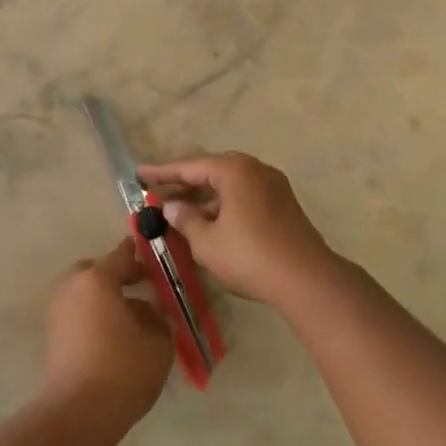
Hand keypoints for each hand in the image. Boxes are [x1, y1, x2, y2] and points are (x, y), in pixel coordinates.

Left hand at [41, 241, 175, 425]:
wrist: (78, 412)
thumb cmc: (123, 369)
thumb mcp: (158, 341)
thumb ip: (156, 317)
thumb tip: (147, 311)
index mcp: (97, 279)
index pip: (122, 254)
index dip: (141, 255)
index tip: (156, 258)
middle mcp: (72, 286)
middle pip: (97, 270)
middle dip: (118, 275)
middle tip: (141, 287)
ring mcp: (58, 309)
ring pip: (85, 291)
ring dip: (104, 296)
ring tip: (130, 316)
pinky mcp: (53, 333)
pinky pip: (77, 310)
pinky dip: (93, 313)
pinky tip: (113, 334)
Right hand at [139, 152, 337, 307]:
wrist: (307, 280)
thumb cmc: (250, 256)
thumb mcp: (207, 242)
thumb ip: (185, 220)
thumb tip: (173, 207)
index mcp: (234, 170)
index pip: (189, 166)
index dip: (161, 172)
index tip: (139, 173)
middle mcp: (255, 169)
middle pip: (211, 170)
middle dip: (183, 182)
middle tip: (158, 192)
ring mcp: (273, 186)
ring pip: (229, 184)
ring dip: (203, 196)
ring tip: (178, 211)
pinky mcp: (283, 205)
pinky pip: (243, 196)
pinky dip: (222, 204)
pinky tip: (209, 222)